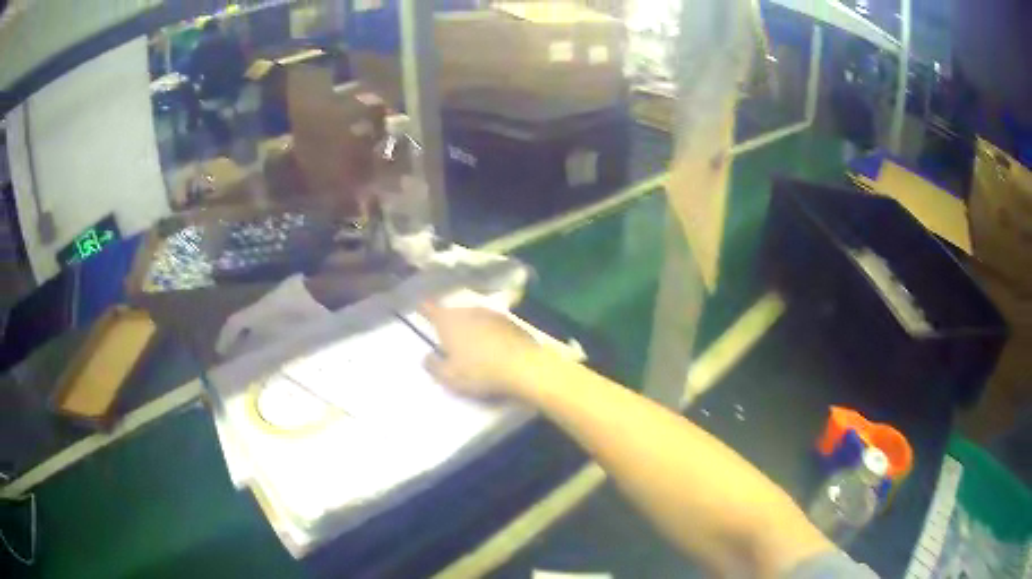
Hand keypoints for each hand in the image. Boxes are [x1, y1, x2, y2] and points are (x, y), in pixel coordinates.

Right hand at [419, 303, 543, 398]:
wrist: (524, 367)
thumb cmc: (480, 372)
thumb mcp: (449, 377)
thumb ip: (433, 365)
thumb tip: (427, 356)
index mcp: (448, 321)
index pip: (431, 309)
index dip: (424, 309)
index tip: (420, 307)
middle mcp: (468, 311)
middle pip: (454, 313)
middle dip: (449, 322)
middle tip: (447, 337)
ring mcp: (492, 314)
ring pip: (474, 317)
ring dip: (470, 326)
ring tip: (470, 343)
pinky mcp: (511, 323)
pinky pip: (492, 325)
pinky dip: (488, 332)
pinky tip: (492, 347)